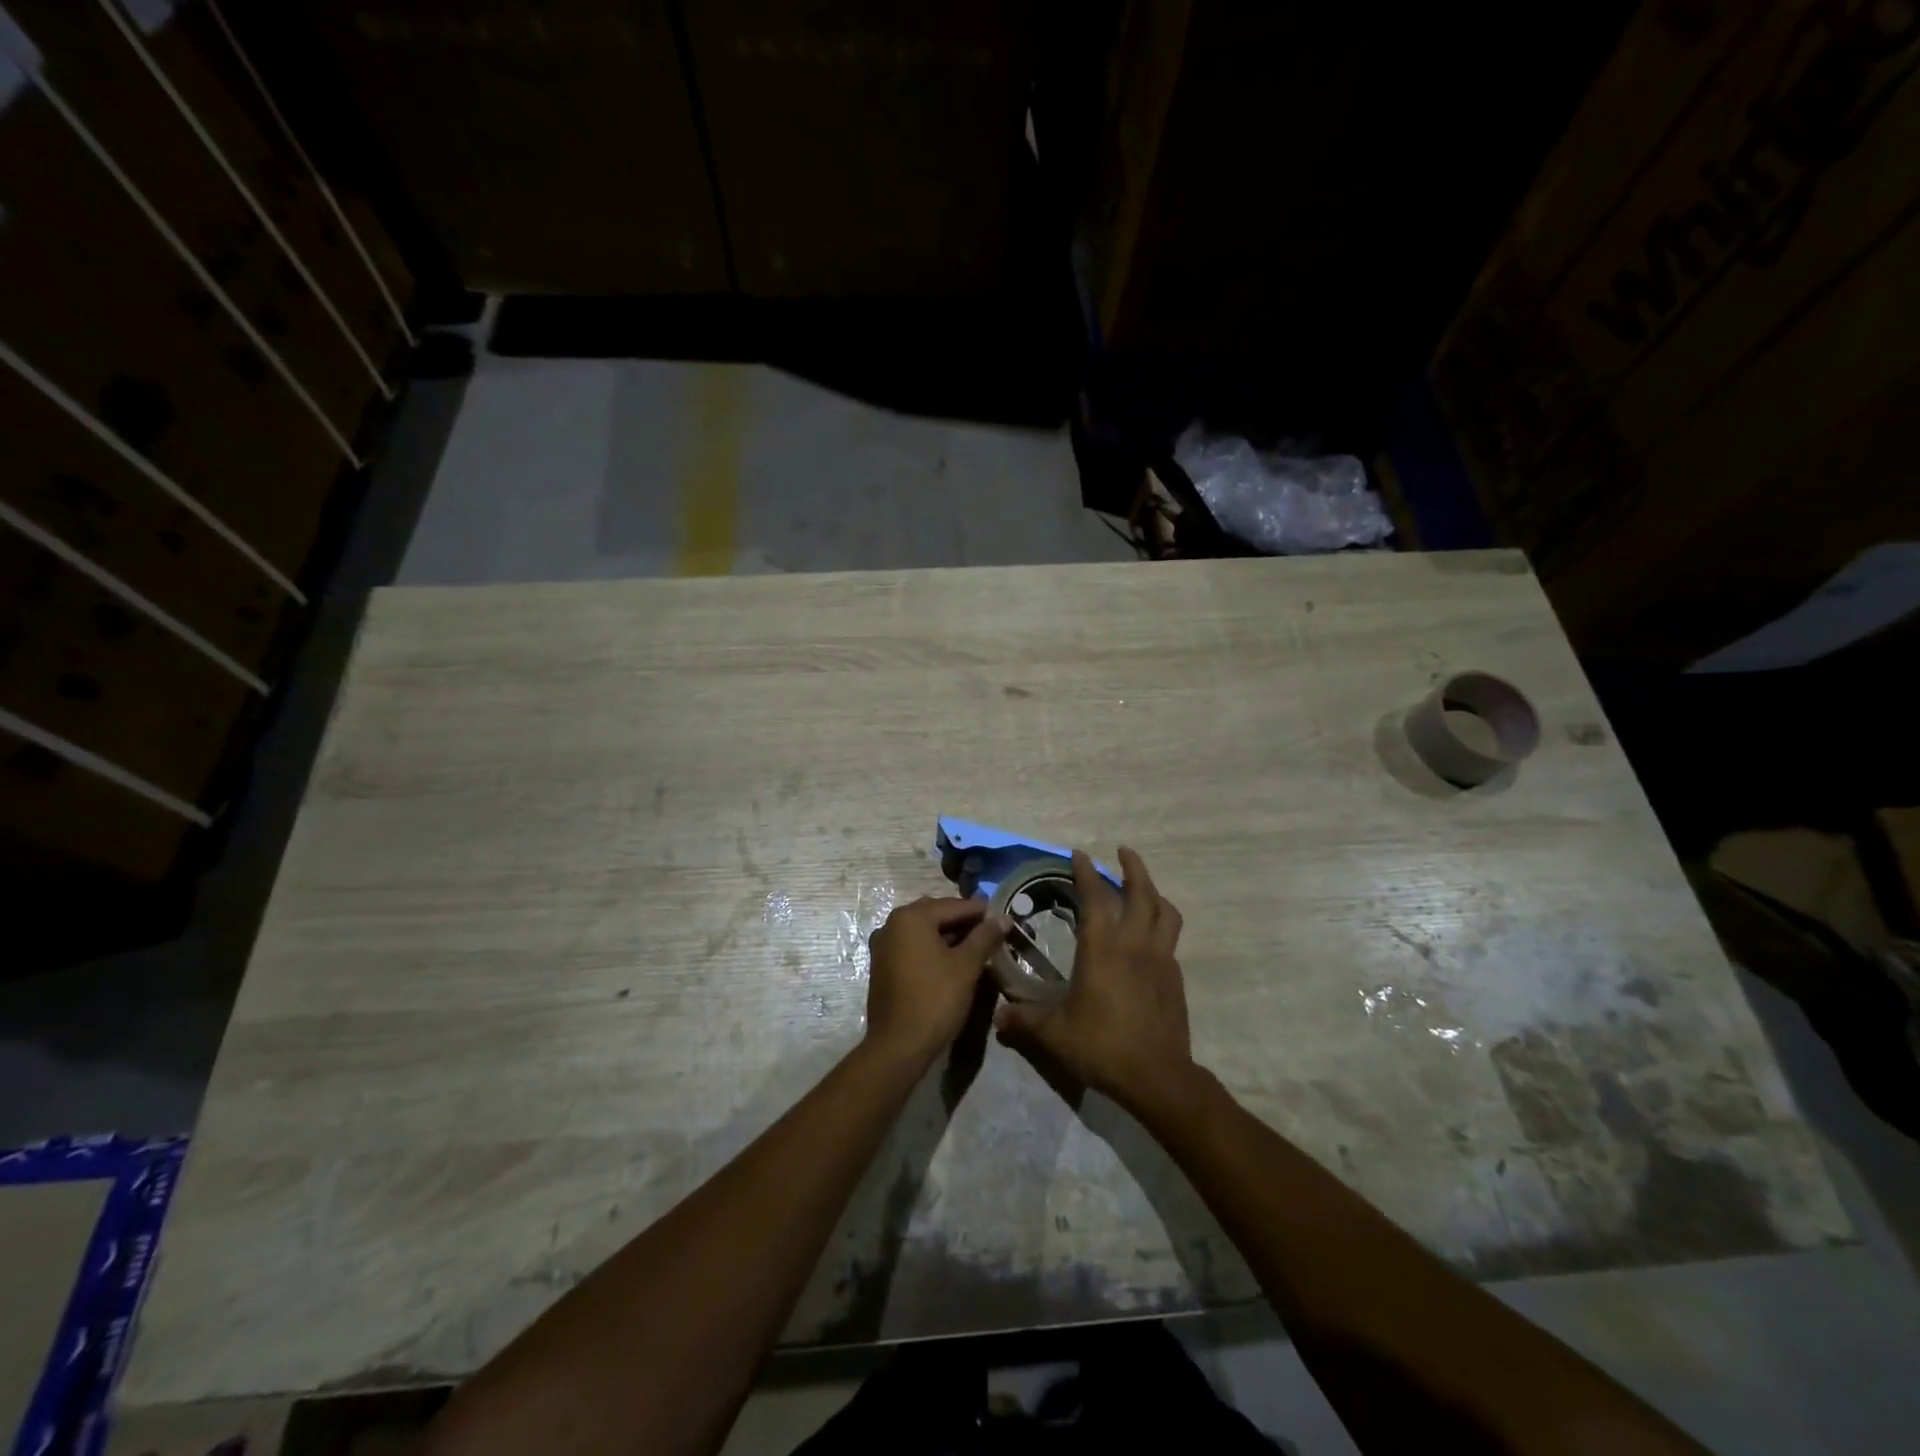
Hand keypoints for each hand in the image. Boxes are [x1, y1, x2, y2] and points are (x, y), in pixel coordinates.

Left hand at [865, 897, 1006, 1066]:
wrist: (898, 1046)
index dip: (981, 912)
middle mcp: (892, 924)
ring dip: (949, 936)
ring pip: (924, 931)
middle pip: (936, 914)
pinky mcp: (882, 966)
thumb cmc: (935, 999)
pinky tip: (953, 962)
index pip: (954, 905)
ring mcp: (883, 946)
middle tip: (992, 933)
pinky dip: (933, 948)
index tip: (1004, 918)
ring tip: (977, 948)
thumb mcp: (966, 966)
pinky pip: (913, 947)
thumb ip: (985, 937)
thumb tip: (1002, 917)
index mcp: (911, 917)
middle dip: (964, 922)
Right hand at [994, 848, 1193, 1113]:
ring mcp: (1161, 960)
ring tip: (1144, 888)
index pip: (1096, 897)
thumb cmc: (1102, 1045)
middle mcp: (1135, 944)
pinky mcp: (1175, 979)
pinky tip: (1150, 939)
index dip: (1086, 873)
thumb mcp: (1054, 1034)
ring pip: (1165, 913)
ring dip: (1154, 892)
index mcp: (1103, 947)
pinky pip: (1170, 940)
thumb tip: (998, 1020)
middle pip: (1142, 893)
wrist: (1157, 1076)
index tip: (1079, 854)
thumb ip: (1024, 1022)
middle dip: (1133, 867)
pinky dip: (1161, 926)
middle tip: (1123, 852)